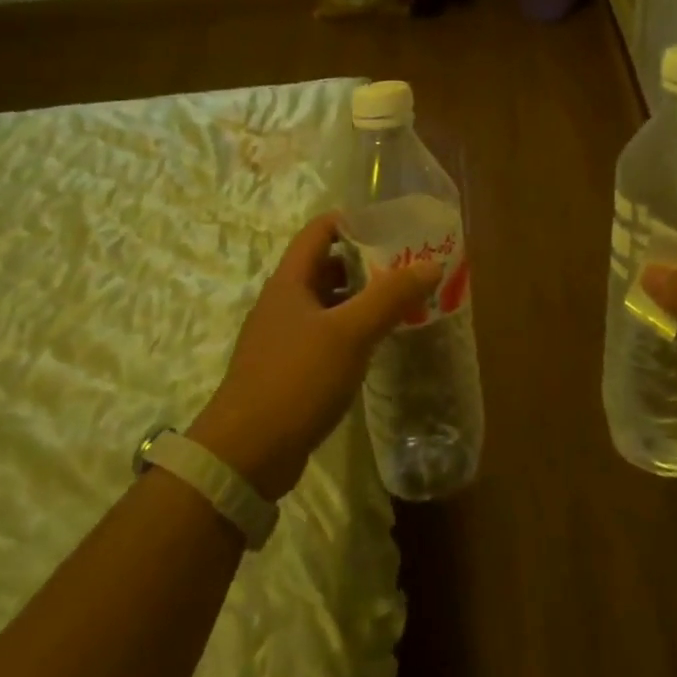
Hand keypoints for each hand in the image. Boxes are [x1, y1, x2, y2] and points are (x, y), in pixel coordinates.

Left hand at [188, 213, 441, 500]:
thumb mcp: (350, 333)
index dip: (353, 221)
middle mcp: (283, 302)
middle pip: (325, 266)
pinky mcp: (288, 369)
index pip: (319, 231)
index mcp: (290, 282)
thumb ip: (390, 297)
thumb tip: (431, 265)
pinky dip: (351, 330)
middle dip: (365, 261)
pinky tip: (376, 343)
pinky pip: (325, 335)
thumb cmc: (296, 379)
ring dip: (360, 298)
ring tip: (400, 301)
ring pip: (327, 303)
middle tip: (406, 266)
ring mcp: (283, 337)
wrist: (246, 455)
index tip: (391, 226)